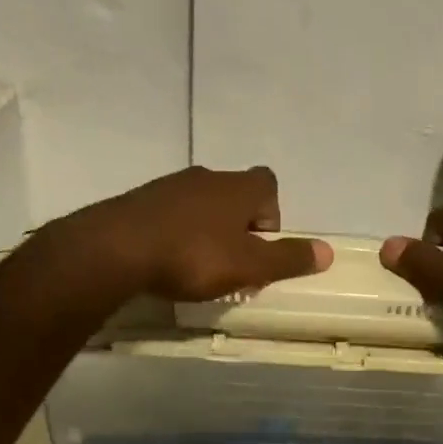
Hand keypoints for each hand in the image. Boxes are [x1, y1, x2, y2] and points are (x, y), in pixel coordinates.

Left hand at [69, 166, 332, 301]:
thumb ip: (288, 259)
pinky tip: (165, 261)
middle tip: (231, 262)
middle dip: (238, 226)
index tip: (259, 246)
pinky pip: (169, 214)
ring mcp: (169, 186)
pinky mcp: (139, 201)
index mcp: (238, 187)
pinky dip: (175, 233)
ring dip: (206, 230)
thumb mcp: (248, 265)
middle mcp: (207, 177)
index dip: (271, 214)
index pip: (268, 184)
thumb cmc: (192, 256)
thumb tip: (328, 251)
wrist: (114, 249)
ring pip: (200, 205)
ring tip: (196, 266)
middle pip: (235, 195)